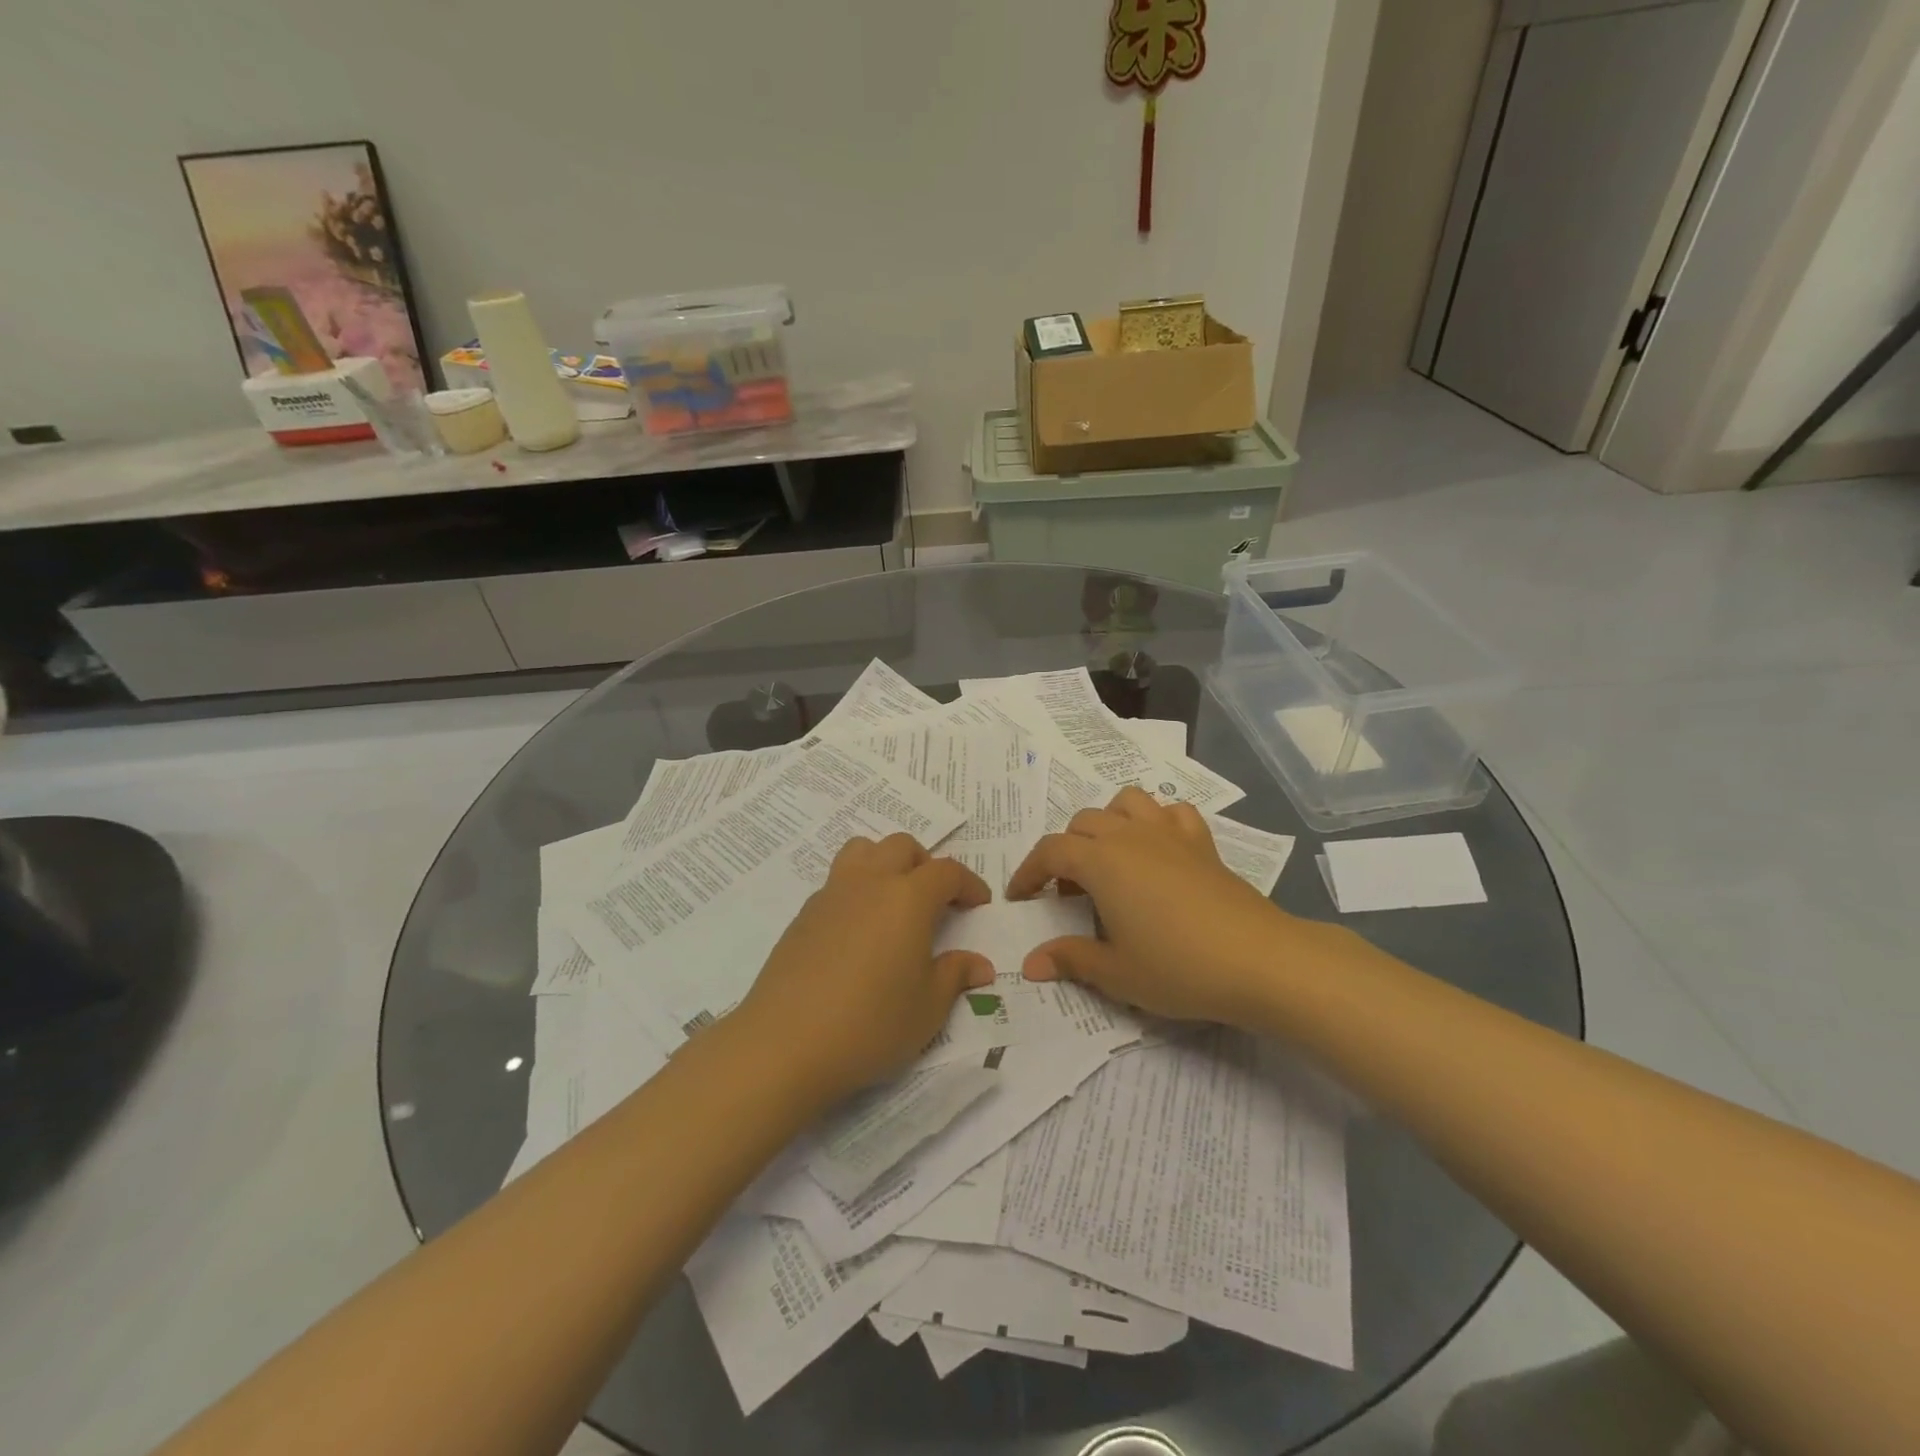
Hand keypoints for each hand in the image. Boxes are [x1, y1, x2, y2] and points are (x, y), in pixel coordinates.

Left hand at [732, 834, 992, 1104]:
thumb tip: (979, 965)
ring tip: (894, 901)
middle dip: (925, 865)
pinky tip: (859, 933)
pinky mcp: (803, 916)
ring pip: (862, 851)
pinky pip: (837, 882)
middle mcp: (869, 883)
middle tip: (936, 900)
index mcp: (907, 898)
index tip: (978, 904)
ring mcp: (831, 895)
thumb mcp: (928, 1008)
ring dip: (885, 863)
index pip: (946, 872)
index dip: (968, 884)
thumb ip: (955, 976)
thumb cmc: (871, 1024)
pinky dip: (857, 890)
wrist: (785, 1043)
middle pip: (901, 847)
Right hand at [1007, 787, 1302, 1026]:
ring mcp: (1169, 834)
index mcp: (1101, 862)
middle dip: (1065, 851)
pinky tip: (1158, 849)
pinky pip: (1172, 812)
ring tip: (1109, 859)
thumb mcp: (1116, 972)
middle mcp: (1130, 836)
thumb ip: (1070, 959)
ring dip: (1108, 823)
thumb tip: (1030, 964)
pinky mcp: (1202, 842)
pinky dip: (1157, 821)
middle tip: (1069, 894)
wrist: (1259, 961)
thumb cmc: (1178, 967)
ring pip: (1126, 802)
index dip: (1028, 872)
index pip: (1050, 852)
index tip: (1019, 897)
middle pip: (1083, 823)